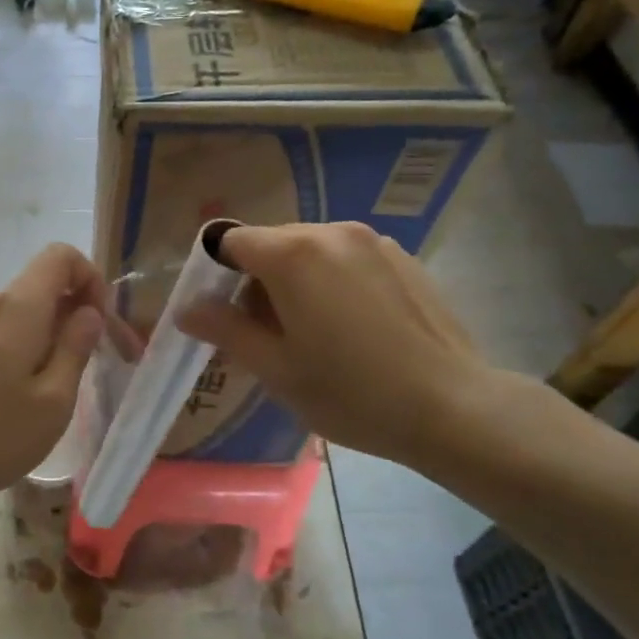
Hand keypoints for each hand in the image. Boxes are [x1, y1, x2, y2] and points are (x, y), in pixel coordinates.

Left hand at [0, 244, 106, 509]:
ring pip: (26, 307)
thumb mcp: (55, 399)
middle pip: (44, 281)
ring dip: (53, 330)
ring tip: (59, 383)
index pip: (61, 255)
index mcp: (18, 307)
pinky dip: (29, 342)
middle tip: (91, 361)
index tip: (101, 321)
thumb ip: (76, 346)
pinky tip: (28, 389)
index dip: (90, 277)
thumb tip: (89, 311)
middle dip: (76, 309)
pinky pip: (6, 326)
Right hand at [177, 223, 503, 474]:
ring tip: (316, 333)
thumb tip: (187, 308)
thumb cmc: (350, 392)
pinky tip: (356, 327)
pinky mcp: (403, 256)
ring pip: (311, 249)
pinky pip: (347, 257)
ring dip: (297, 280)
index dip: (217, 273)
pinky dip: (334, 280)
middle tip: (270, 335)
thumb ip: (224, 329)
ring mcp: (372, 241)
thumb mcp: (275, 368)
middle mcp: (330, 231)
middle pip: (271, 243)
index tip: (225, 315)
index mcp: (292, 254)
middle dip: (258, 280)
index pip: (230, 241)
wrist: (452, 407)